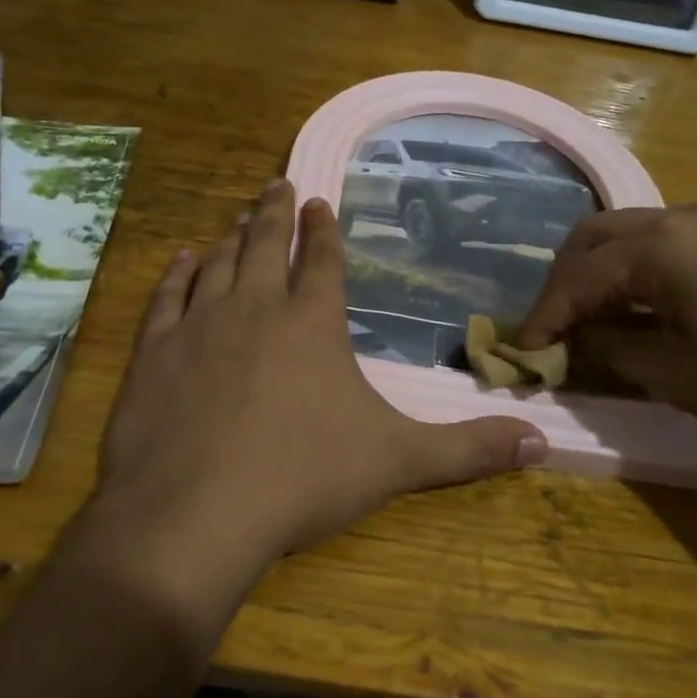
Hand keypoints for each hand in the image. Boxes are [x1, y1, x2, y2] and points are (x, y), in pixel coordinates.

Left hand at [95, 179, 546, 576]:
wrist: (196, 513)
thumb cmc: (302, 478)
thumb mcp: (397, 462)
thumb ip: (468, 449)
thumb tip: (541, 443)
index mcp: (312, 323)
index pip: (322, 260)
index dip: (324, 229)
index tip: (320, 201)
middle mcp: (255, 308)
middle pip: (265, 244)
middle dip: (275, 212)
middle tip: (278, 184)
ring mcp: (199, 325)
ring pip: (218, 264)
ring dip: (230, 237)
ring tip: (235, 217)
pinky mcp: (154, 352)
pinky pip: (167, 298)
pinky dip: (176, 274)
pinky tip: (180, 259)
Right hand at [514, 204, 696, 446]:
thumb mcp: (682, 377)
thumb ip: (616, 351)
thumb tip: (580, 340)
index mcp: (659, 249)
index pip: (576, 279)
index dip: (543, 318)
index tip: (522, 354)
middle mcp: (678, 218)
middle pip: (590, 239)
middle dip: (562, 284)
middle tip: (554, 331)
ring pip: (625, 233)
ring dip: (597, 273)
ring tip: (594, 320)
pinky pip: (662, 239)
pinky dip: (634, 268)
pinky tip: (646, 306)